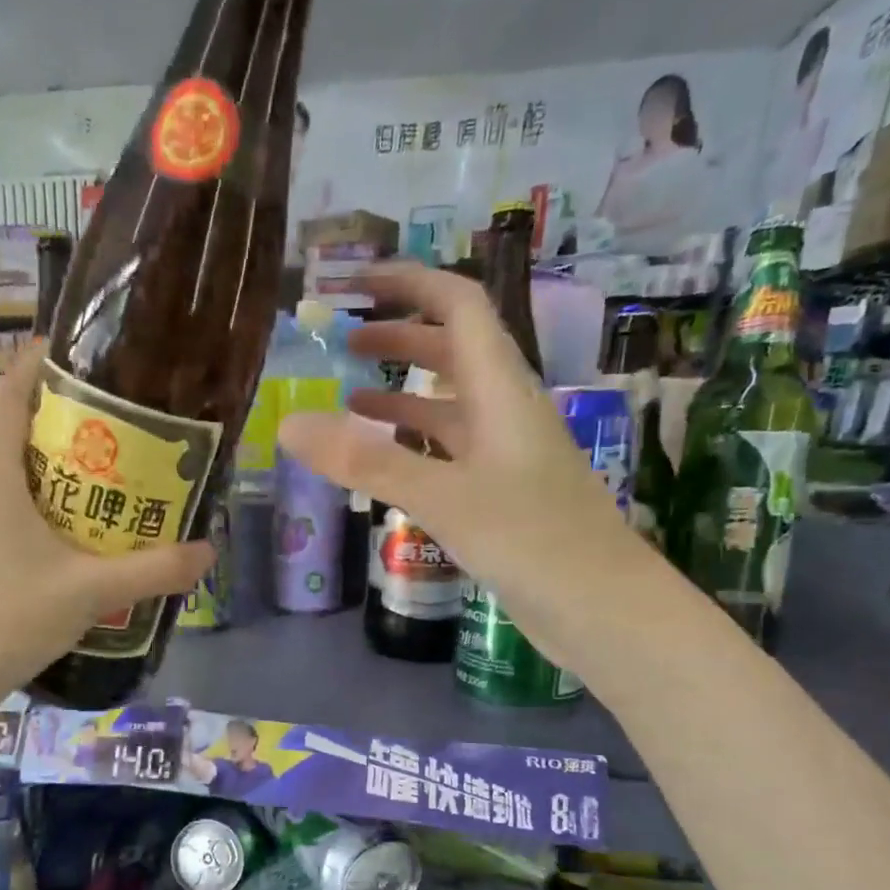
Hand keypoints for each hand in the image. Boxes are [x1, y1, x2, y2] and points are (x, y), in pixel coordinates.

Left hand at [0, 340, 213, 691]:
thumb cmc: (6, 619)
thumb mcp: (89, 593)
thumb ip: (153, 570)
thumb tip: (208, 552)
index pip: (9, 395)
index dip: (39, 364)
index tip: (78, 353)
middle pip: (13, 440)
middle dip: (64, 433)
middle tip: (119, 441)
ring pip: (4, 484)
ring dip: (49, 481)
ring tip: (101, 496)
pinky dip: (30, 518)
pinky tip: (62, 553)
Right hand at [277, 262, 649, 665]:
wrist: (601, 608)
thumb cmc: (532, 541)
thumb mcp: (442, 496)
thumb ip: (366, 462)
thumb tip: (288, 425)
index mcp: (501, 390)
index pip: (458, 306)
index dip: (409, 283)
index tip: (355, 282)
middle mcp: (505, 410)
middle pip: (452, 350)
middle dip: (400, 334)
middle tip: (343, 339)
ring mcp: (504, 453)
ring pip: (448, 404)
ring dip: (402, 390)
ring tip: (348, 396)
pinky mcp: (499, 492)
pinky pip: (448, 450)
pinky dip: (412, 443)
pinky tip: (383, 460)